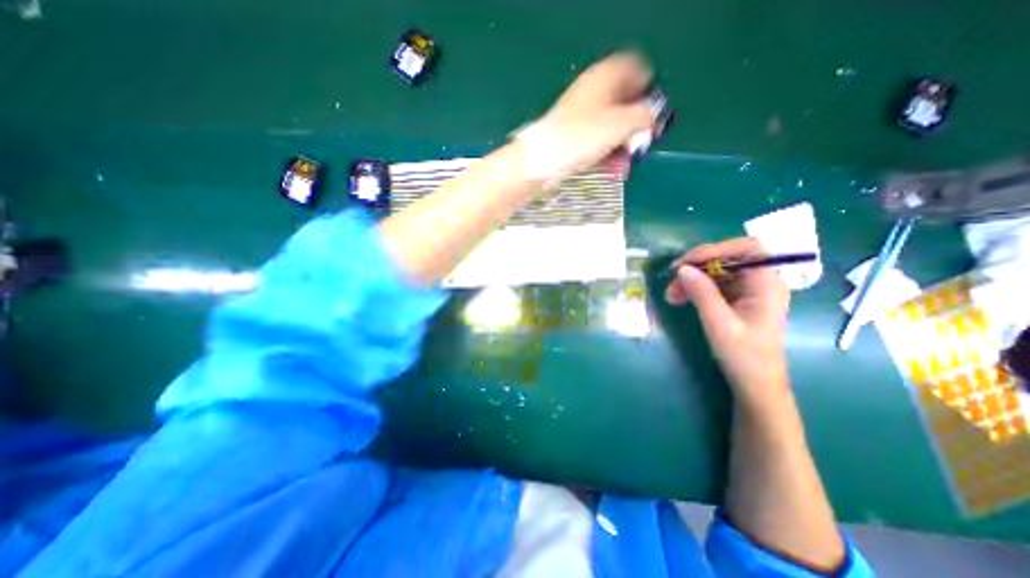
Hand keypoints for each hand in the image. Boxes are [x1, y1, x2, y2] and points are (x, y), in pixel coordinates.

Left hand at [520, 52, 653, 179]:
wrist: (542, 160)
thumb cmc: (582, 137)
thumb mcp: (620, 124)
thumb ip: (644, 117)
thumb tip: (654, 118)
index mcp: (605, 77)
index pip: (637, 72)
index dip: (649, 93)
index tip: (653, 117)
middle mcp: (593, 92)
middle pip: (624, 104)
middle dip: (634, 127)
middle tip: (639, 146)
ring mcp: (581, 116)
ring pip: (610, 127)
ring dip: (621, 146)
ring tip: (624, 166)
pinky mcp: (573, 137)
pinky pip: (597, 141)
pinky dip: (606, 153)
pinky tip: (612, 170)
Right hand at [663, 237, 790, 399]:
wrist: (755, 384)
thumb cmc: (744, 356)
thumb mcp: (719, 324)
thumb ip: (702, 293)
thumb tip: (682, 269)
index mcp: (767, 284)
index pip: (746, 249)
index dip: (715, 249)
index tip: (686, 263)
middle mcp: (761, 282)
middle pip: (728, 259)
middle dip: (697, 267)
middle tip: (672, 281)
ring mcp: (749, 291)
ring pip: (717, 272)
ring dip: (692, 279)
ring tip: (671, 295)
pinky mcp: (738, 300)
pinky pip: (714, 285)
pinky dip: (695, 288)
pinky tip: (680, 298)